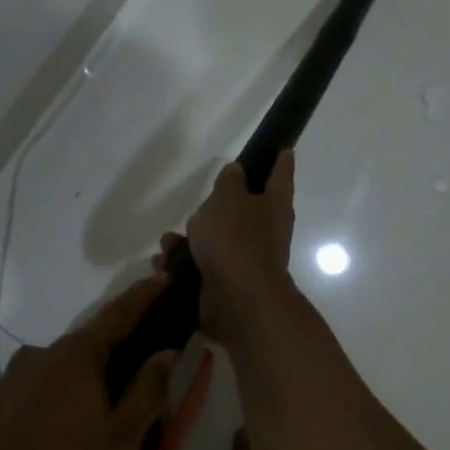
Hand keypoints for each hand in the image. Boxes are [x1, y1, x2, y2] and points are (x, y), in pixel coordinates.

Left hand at [0, 277, 177, 449]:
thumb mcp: (119, 442)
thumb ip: (146, 392)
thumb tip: (165, 353)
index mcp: (75, 358)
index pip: (118, 314)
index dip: (144, 295)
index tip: (163, 275)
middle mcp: (38, 356)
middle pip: (87, 348)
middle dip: (113, 361)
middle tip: (132, 393)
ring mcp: (7, 380)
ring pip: (57, 375)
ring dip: (80, 391)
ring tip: (91, 434)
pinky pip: (32, 395)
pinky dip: (51, 407)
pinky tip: (52, 446)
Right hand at [159, 151, 297, 340]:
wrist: (236, 300)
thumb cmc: (235, 241)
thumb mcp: (227, 200)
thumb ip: (229, 183)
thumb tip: (237, 171)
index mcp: (273, 206)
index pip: (280, 176)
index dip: (281, 161)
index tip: (285, 149)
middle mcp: (266, 232)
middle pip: (242, 211)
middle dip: (213, 209)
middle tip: (197, 206)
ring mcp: (246, 260)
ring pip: (215, 240)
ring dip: (188, 240)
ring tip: (168, 243)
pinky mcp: (226, 283)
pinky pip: (201, 266)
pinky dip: (182, 264)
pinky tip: (164, 265)